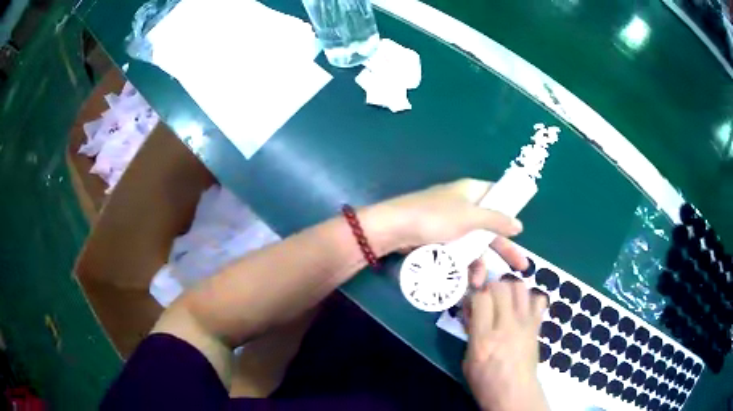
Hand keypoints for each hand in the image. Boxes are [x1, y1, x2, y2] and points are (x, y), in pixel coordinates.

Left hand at [364, 179, 527, 270]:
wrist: (394, 228)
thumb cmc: (435, 217)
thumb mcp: (470, 217)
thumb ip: (496, 221)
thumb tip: (518, 224)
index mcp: (471, 191)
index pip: (497, 196)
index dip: (510, 211)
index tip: (520, 230)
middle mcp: (463, 205)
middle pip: (489, 226)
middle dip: (503, 248)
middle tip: (521, 267)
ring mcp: (450, 223)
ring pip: (474, 243)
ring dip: (479, 263)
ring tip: (478, 283)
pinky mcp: (439, 238)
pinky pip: (458, 251)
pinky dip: (463, 264)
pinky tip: (464, 281)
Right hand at [462, 276, 549, 410]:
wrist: (514, 393)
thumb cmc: (485, 382)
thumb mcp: (468, 360)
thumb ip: (472, 333)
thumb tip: (474, 314)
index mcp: (484, 338)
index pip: (481, 297)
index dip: (475, 294)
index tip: (473, 303)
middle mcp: (506, 326)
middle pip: (501, 286)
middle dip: (491, 287)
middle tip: (488, 299)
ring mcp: (525, 324)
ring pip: (520, 287)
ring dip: (510, 289)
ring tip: (505, 301)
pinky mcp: (536, 326)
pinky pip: (538, 299)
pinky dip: (530, 299)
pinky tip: (522, 309)